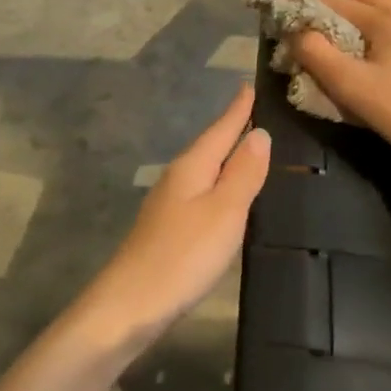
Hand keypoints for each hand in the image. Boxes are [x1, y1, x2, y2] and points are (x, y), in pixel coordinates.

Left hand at [72, 84, 270, 358]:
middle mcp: (179, 178)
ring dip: (228, 158)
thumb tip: (260, 133)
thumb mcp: (224, 211)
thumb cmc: (183, 255)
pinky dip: (221, 187)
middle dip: (234, 128)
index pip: (221, 128)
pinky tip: (230, 197)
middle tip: (261, 112)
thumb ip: (243, 172)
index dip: (239, 108)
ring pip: (206, 170)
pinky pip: (202, 195)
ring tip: (254, 149)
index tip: (251, 83)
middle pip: (212, 146)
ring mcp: (170, 205)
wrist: (129, 307)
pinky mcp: (170, 231)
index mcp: (192, 167)